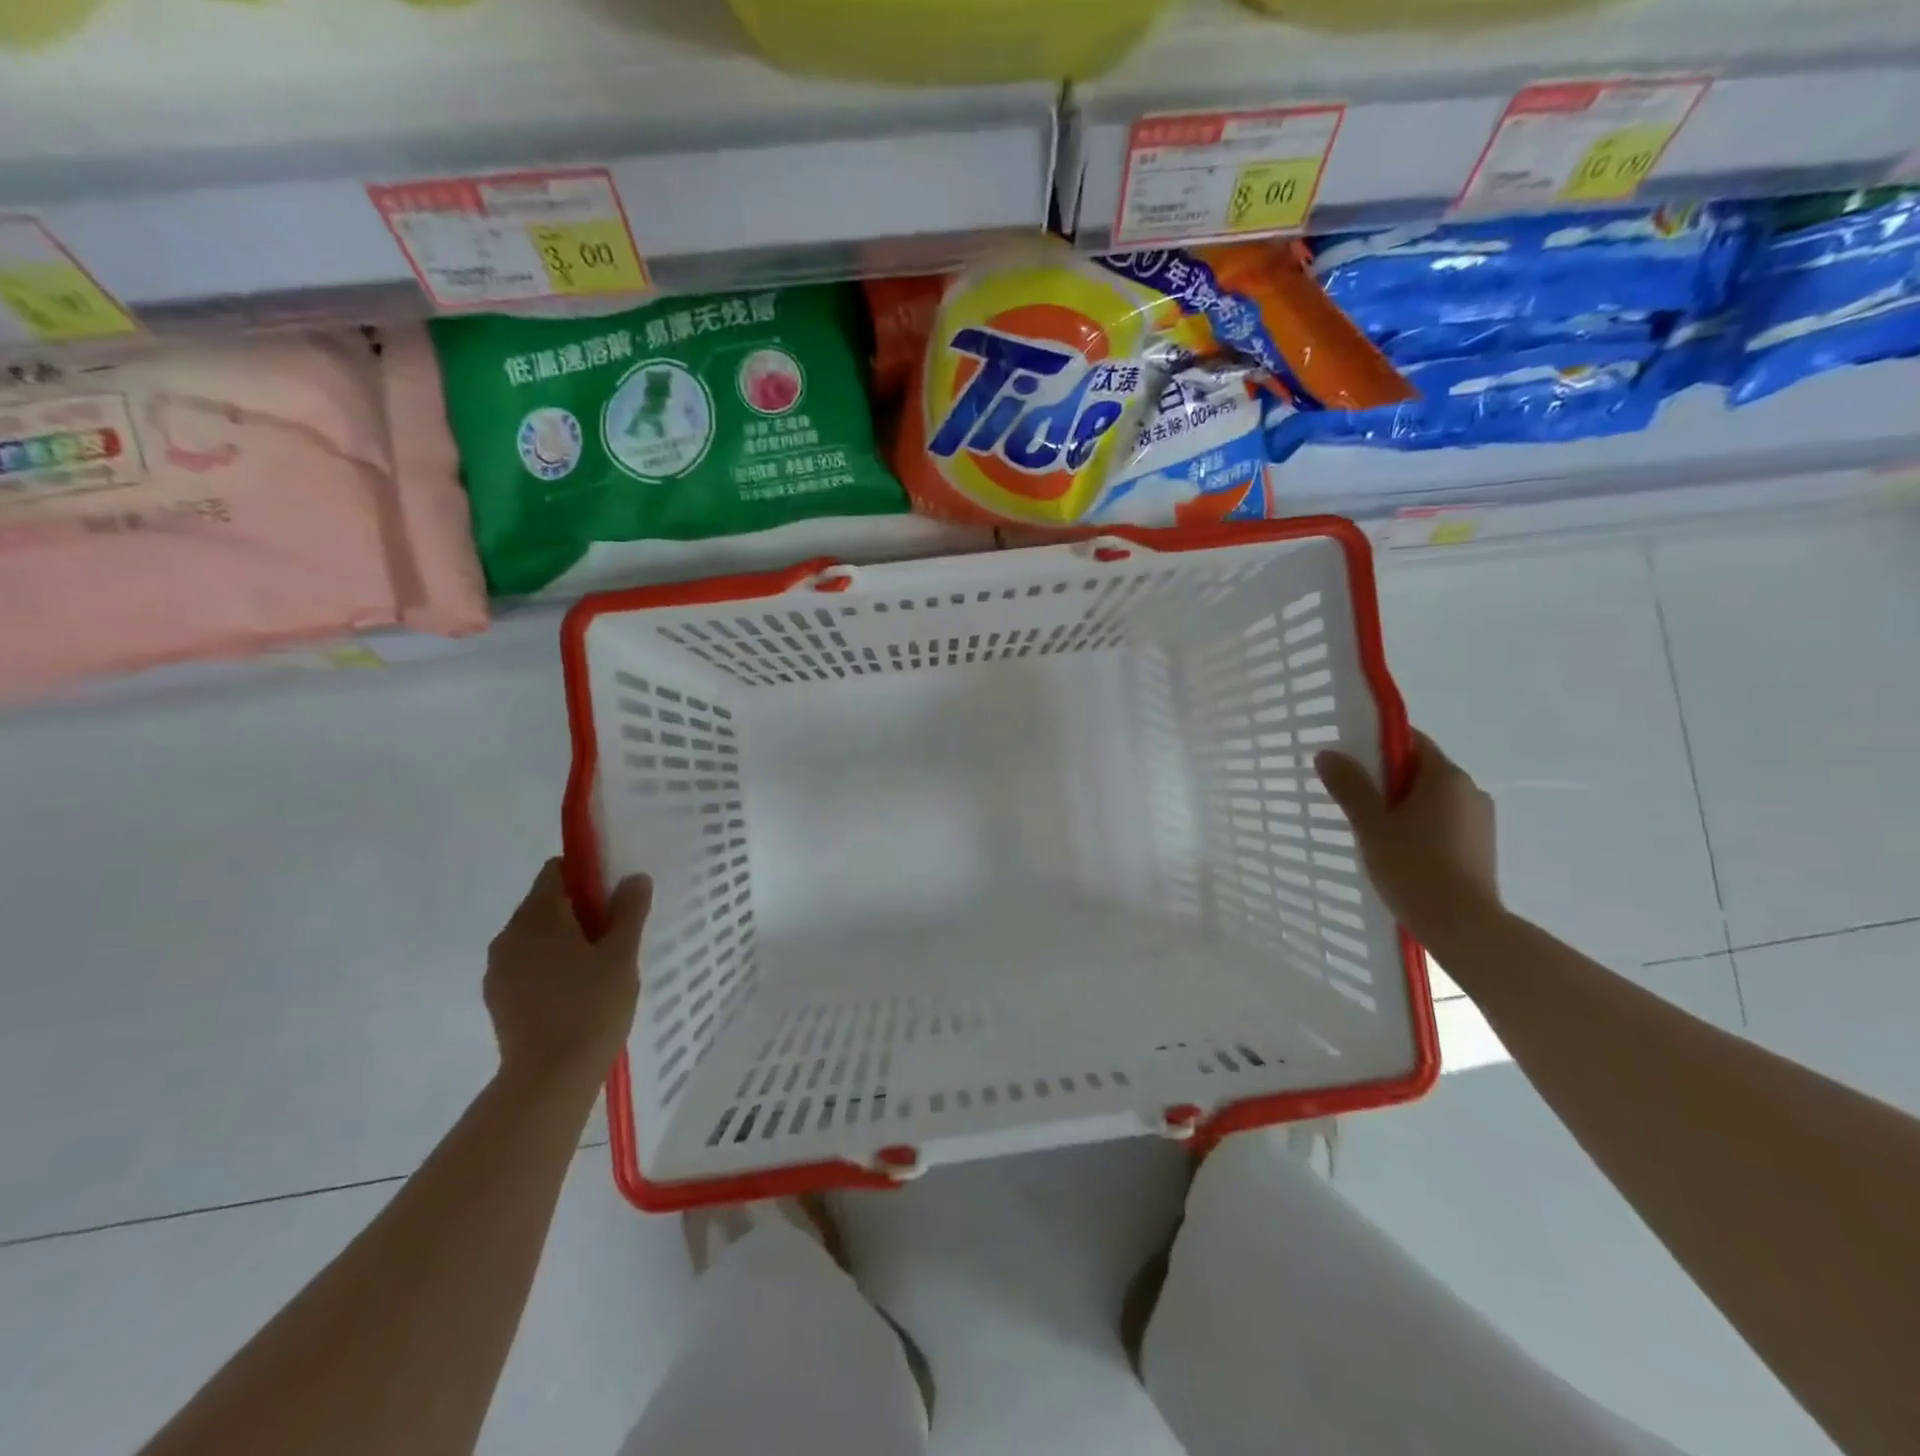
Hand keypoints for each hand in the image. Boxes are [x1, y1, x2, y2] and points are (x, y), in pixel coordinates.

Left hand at [484, 859, 651, 1090]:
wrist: (549, 1078)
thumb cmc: (591, 1006)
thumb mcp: (621, 954)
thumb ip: (629, 911)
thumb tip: (634, 878)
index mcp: (538, 916)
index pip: (556, 872)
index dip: (587, 876)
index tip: (613, 898)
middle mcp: (509, 935)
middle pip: (546, 904)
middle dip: (580, 912)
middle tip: (615, 937)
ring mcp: (499, 969)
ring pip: (536, 938)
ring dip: (565, 941)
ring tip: (599, 969)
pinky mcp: (498, 999)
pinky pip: (528, 966)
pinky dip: (551, 968)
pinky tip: (577, 994)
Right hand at [1315, 731, 1499, 940]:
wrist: (1462, 926)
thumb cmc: (1413, 867)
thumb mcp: (1371, 825)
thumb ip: (1350, 786)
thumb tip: (1328, 753)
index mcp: (1446, 776)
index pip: (1411, 741)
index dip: (1378, 747)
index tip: (1350, 764)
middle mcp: (1470, 790)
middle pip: (1421, 770)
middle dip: (1387, 781)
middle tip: (1353, 802)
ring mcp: (1480, 820)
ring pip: (1432, 799)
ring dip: (1403, 807)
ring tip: (1373, 832)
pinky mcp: (1481, 847)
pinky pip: (1444, 823)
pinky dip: (1420, 828)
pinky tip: (1400, 853)